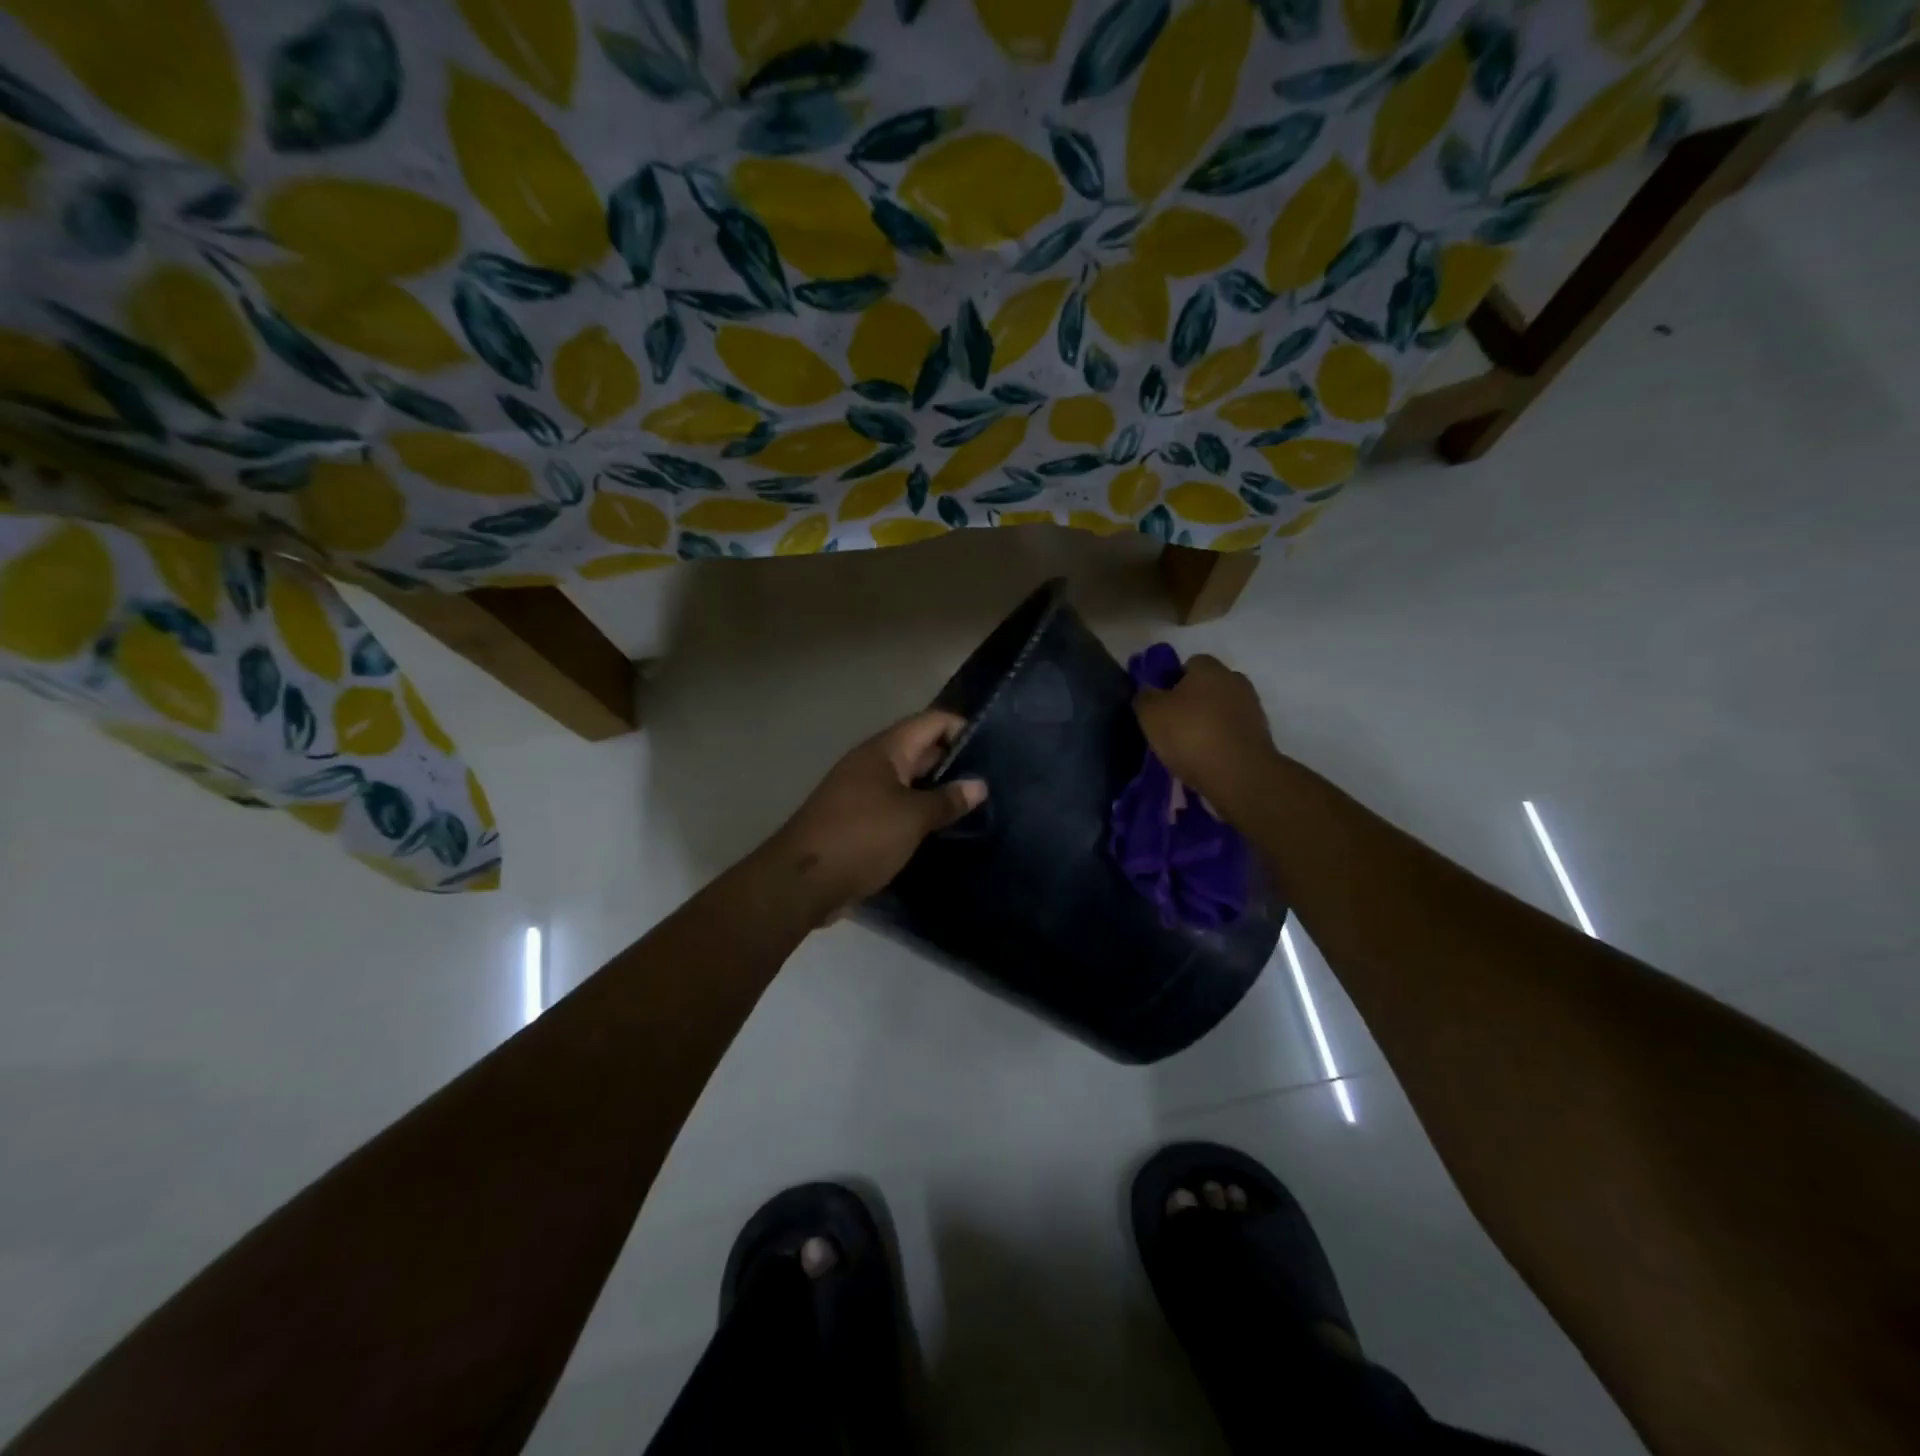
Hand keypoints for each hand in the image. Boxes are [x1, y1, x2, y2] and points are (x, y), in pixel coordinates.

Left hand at [766, 710, 986, 917]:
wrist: (802, 881)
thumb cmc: (861, 837)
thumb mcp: (912, 818)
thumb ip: (947, 800)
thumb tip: (980, 785)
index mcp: (884, 750)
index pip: (931, 722)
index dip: (962, 728)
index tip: (995, 750)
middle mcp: (873, 763)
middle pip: (921, 749)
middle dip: (955, 762)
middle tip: (994, 781)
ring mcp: (863, 791)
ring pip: (909, 780)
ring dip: (938, 790)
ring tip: (977, 806)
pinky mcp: (858, 819)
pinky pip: (897, 805)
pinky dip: (919, 812)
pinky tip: (943, 828)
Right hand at [1134, 654, 1278, 805]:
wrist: (1239, 775)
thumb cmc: (1190, 735)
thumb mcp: (1151, 714)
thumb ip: (1145, 697)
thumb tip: (1147, 692)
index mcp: (1209, 669)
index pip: (1189, 663)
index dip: (1172, 680)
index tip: (1160, 704)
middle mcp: (1235, 681)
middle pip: (1208, 686)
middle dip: (1192, 701)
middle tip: (1171, 725)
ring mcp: (1252, 708)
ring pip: (1221, 709)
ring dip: (1207, 722)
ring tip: (1188, 747)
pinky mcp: (1260, 736)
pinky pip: (1232, 732)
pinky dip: (1220, 741)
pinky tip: (1206, 759)